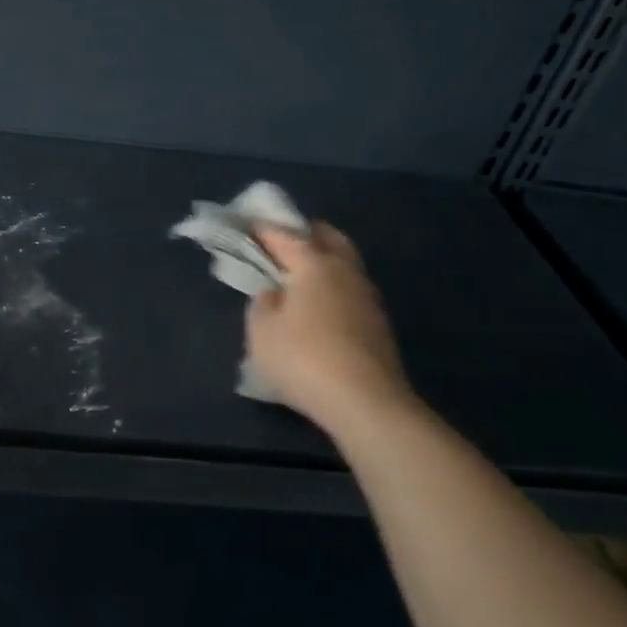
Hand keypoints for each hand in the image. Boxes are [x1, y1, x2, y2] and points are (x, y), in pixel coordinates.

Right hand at [245, 223, 414, 433]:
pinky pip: (350, 291)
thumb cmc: (303, 359)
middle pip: (328, 238)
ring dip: (323, 261)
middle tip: (282, 242)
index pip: (286, 236)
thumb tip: (274, 293)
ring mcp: (367, 297)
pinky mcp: (378, 324)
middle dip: (305, 234)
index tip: (248, 225)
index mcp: (314, 265)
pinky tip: (320, 306)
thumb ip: (262, 304)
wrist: (365, 402)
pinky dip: (333, 287)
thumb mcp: (262, 332)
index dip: (264, 229)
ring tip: (300, 275)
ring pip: (344, 263)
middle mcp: (345, 272)